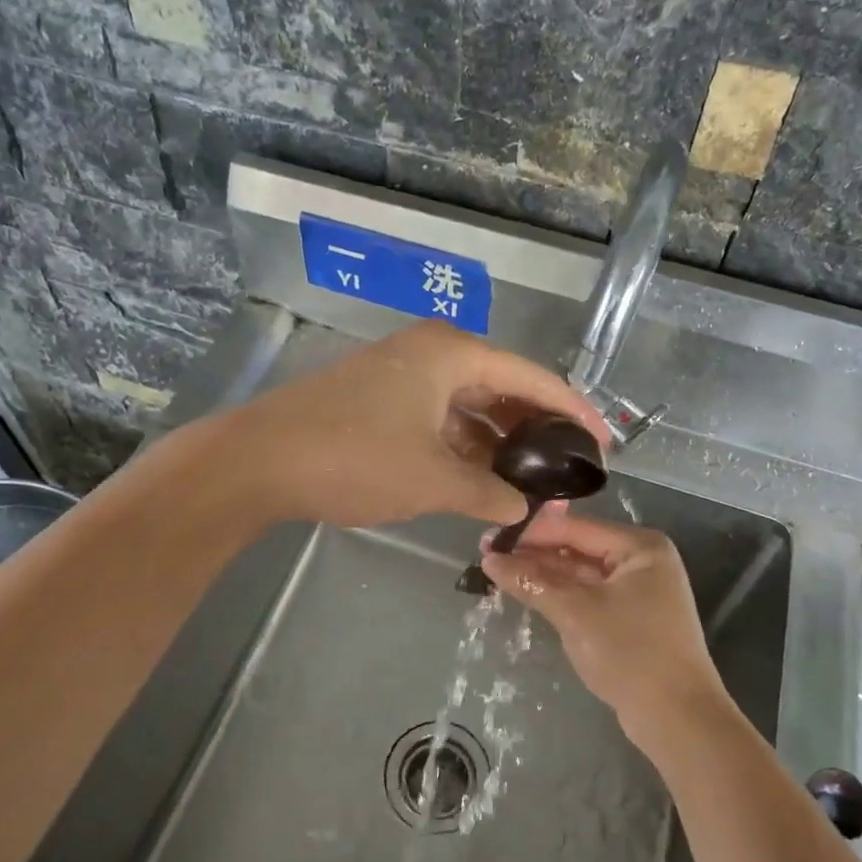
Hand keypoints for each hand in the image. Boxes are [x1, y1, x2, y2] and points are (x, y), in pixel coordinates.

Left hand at [220, 322, 609, 528]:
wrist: (257, 460)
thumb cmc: (355, 458)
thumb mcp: (434, 480)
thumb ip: (488, 493)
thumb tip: (523, 509)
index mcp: (453, 354)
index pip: (533, 379)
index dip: (573, 412)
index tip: (604, 443)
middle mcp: (432, 352)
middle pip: (502, 388)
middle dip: (535, 430)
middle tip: (566, 469)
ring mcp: (401, 374)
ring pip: (469, 406)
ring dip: (498, 442)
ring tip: (529, 481)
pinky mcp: (379, 398)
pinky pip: (439, 417)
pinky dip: (462, 445)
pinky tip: (480, 477)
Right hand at [480, 515, 729, 737]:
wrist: (679, 719)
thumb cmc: (631, 653)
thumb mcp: (576, 613)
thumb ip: (532, 582)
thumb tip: (488, 560)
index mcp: (640, 546)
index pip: (575, 528)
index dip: (530, 532)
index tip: (488, 538)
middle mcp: (642, 561)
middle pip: (578, 548)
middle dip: (535, 554)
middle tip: (487, 556)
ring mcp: (639, 591)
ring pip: (581, 574)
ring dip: (544, 575)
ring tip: (498, 573)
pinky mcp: (631, 618)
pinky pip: (589, 596)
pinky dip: (561, 596)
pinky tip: (529, 594)